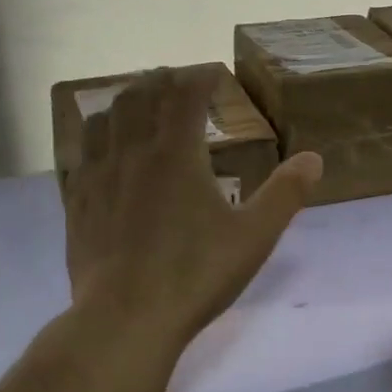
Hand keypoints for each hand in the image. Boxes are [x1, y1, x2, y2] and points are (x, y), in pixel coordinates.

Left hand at [64, 68, 322, 358]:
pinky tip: (100, 147)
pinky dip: (95, 135)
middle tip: (175, 81)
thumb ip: (285, 194)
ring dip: (124, 101)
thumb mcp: (254, 236)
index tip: (212, 75)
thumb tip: (314, 159)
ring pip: (105, 119)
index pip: (185, 96)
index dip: (200, 78)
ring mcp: (98, 176)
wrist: (127, 317)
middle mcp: (133, 153)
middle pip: (141, 97)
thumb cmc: (196, 275)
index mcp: (176, 154)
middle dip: (160, 82)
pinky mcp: (78, 202)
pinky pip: (81, 152)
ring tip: (137, 103)